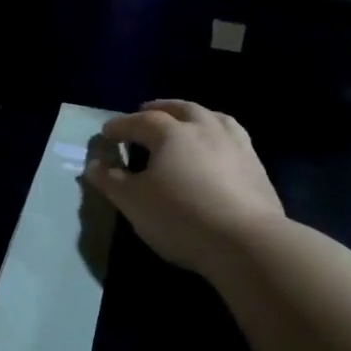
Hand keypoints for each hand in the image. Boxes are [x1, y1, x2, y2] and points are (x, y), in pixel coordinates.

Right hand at [84, 100, 285, 280]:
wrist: (247, 242)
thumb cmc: (180, 217)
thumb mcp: (133, 202)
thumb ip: (111, 181)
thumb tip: (93, 165)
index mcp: (172, 133)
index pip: (140, 121)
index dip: (121, 125)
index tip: (106, 132)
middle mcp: (205, 128)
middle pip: (181, 108)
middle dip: (160, 108)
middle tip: (146, 111)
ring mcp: (236, 144)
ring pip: (213, 117)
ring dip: (194, 115)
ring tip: (186, 122)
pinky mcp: (257, 166)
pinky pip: (233, 138)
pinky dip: (218, 135)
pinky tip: (217, 149)